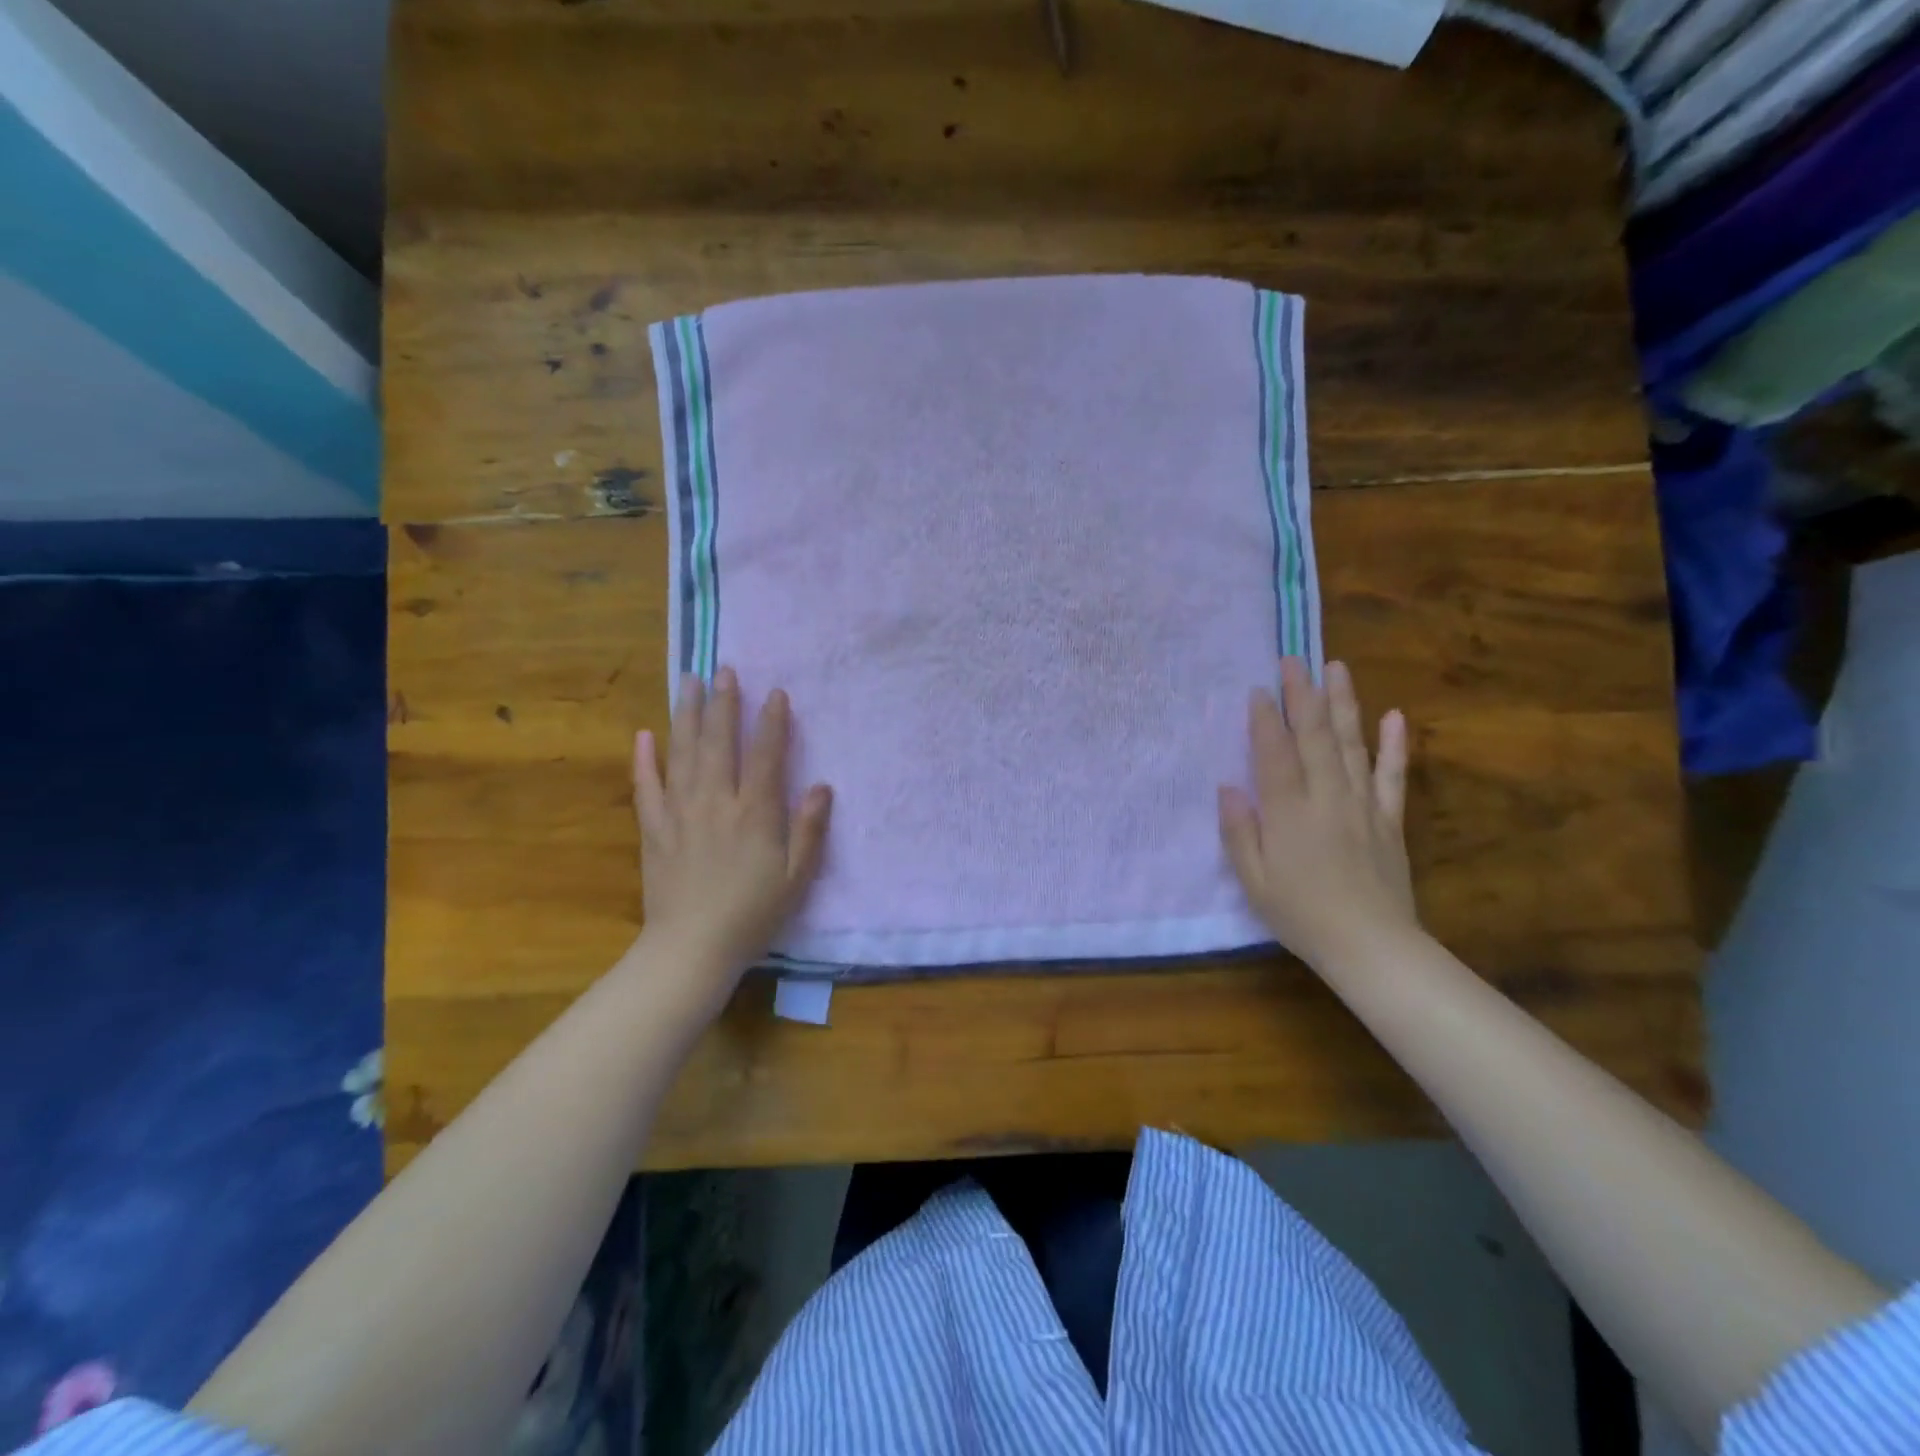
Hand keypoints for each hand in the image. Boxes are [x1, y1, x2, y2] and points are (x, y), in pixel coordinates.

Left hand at [633, 666, 831, 1010]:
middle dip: (724, 704)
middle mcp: (716, 802)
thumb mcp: (796, 877)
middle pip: (720, 742)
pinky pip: (647, 786)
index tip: (775, 693)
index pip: (766, 755)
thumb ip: (809, 829)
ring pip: (683, 753)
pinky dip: (645, 759)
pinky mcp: (654, 829)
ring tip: (688, 683)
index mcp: (755, 813)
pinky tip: (644, 735)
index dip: (773, 722)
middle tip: (724, 670)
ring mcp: (680, 813)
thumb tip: (822, 785)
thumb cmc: (752, 914)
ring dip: (686, 715)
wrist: (691, 949)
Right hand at [1218, 658, 1418, 973]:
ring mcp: (1363, 805)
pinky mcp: (1390, 820)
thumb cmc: (1302, 915)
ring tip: (1338, 668)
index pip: (1276, 754)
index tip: (1259, 689)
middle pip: (1316, 737)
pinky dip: (1394, 745)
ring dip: (1344, 703)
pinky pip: (1393, 775)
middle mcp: (1328, 797)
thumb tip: (1229, 787)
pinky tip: (1395, 716)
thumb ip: (1240, 831)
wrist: (1373, 947)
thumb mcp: (1254, 880)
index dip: (1266, 720)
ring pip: (1353, 744)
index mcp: (1289, 812)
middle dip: (1303, 695)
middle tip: (1294, 659)